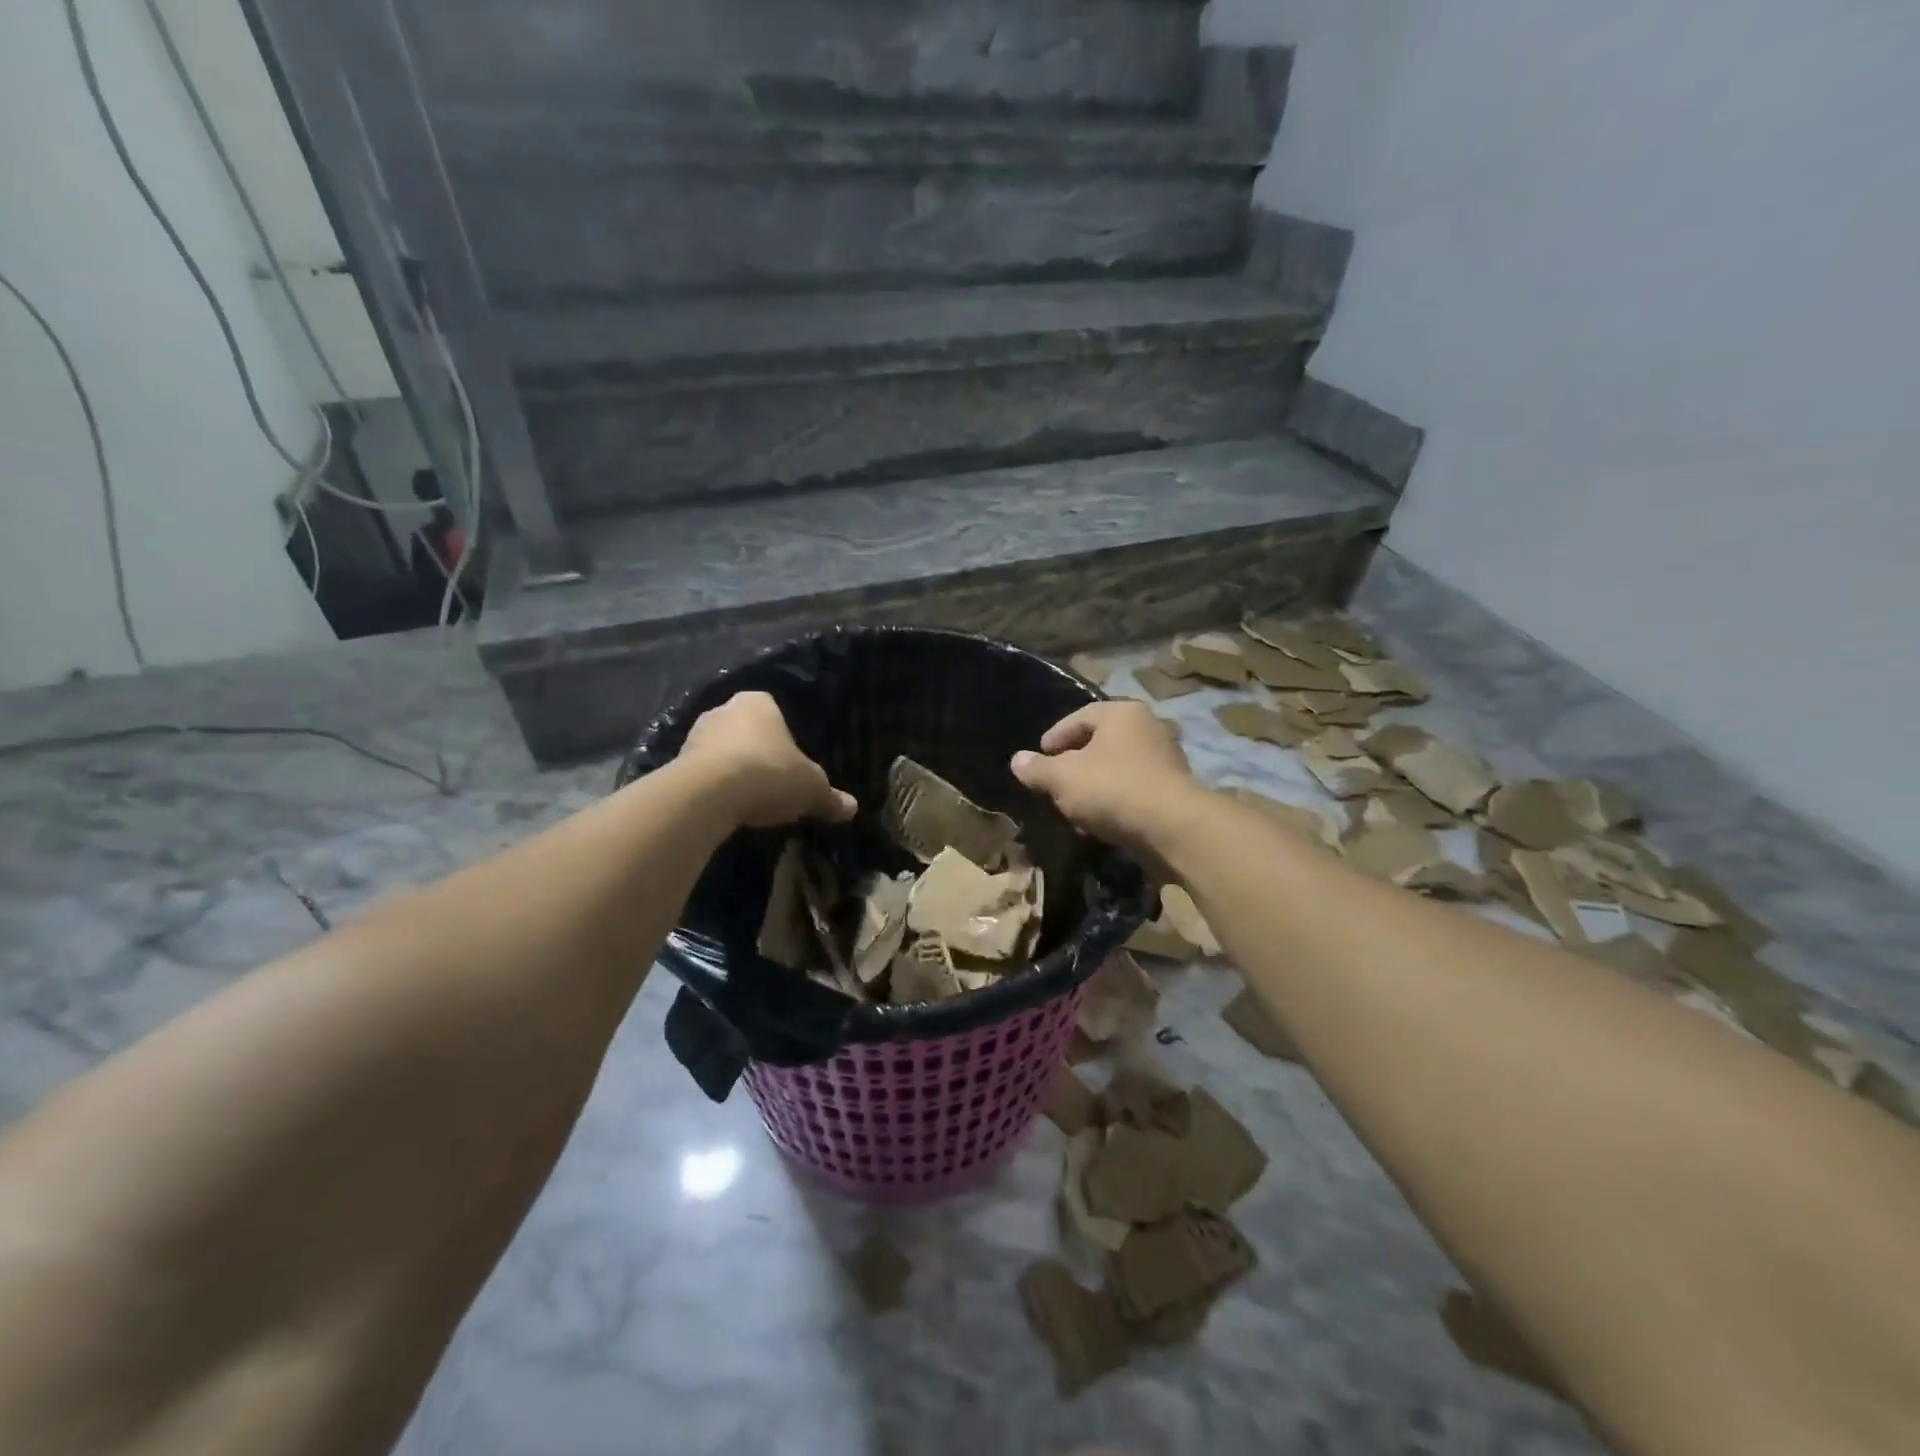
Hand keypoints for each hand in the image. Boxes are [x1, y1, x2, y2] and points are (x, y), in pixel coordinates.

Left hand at [679, 692, 856, 828]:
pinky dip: (714, 788)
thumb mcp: (811, 789)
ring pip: (721, 751)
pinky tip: (727, 808)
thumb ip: (830, 797)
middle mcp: (723, 709)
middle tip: (773, 781)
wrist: (709, 795)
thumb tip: (852, 808)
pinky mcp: (675, 763)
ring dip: (733, 770)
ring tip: (749, 799)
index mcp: (758, 702)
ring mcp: (694, 735)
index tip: (791, 763)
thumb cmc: (769, 774)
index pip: (774, 711)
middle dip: (757, 752)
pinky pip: (702, 774)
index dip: (785, 738)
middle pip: (745, 730)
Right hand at [1011, 700, 1197, 854]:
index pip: (1079, 717)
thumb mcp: (1063, 777)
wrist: (1173, 827)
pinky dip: (1115, 800)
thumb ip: (1038, 768)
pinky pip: (1134, 789)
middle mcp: (1149, 727)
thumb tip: (1017, 760)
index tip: (1039, 757)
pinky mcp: (1174, 791)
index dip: (1054, 737)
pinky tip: (1100, 820)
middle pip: (1101, 741)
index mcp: (1122, 713)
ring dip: (1095, 783)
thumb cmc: (1112, 788)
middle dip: (1075, 761)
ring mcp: (1166, 759)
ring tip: (1074, 804)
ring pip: (1118, 767)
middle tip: (1055, 780)